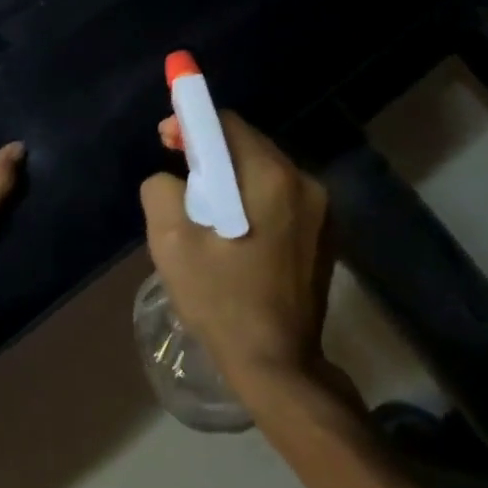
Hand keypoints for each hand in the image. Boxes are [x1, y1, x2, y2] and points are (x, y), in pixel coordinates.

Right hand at [140, 111, 331, 389]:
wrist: (277, 364)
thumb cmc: (221, 300)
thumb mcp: (171, 242)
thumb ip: (162, 189)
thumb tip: (173, 180)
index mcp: (271, 178)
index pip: (228, 124)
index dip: (191, 123)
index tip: (166, 140)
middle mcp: (306, 183)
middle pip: (249, 145)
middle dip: (210, 151)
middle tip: (179, 176)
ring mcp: (323, 211)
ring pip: (265, 172)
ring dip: (231, 177)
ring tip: (202, 209)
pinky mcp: (325, 235)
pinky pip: (281, 198)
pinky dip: (253, 200)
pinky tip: (233, 232)